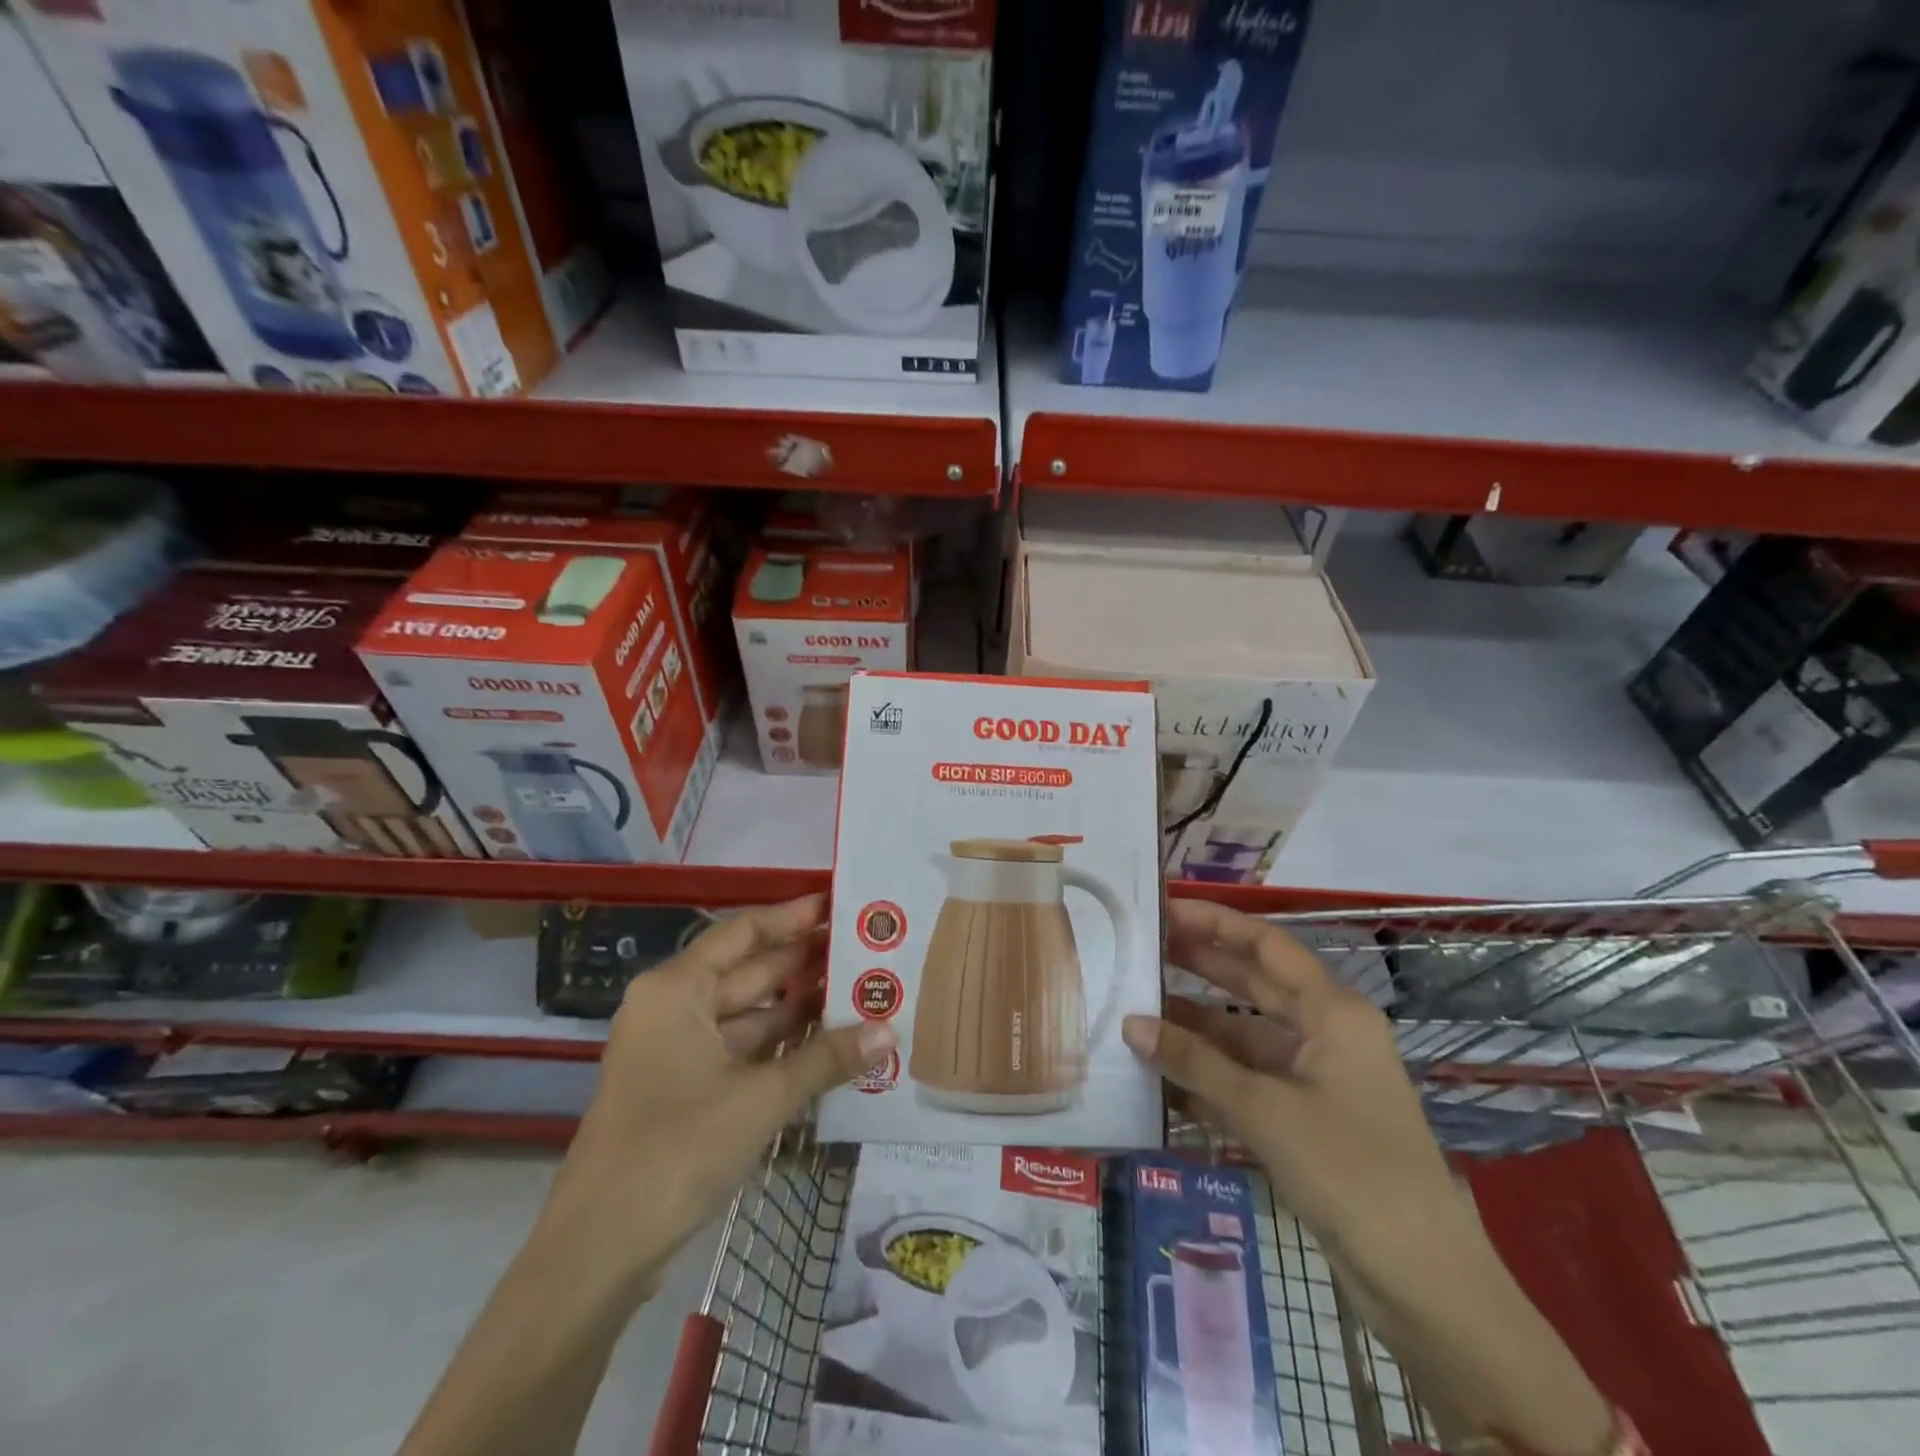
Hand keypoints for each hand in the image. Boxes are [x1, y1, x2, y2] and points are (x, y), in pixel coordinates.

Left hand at [540, 894, 894, 1296]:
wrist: (598, 1251)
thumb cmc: (675, 1150)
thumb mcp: (760, 1098)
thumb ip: (826, 1059)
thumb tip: (889, 1030)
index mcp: (677, 989)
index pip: (744, 932)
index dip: (793, 918)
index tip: (842, 907)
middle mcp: (674, 1008)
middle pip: (749, 970)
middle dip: (806, 963)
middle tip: (866, 950)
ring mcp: (677, 1050)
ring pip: (749, 1014)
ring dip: (800, 1008)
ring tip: (861, 992)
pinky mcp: (684, 1089)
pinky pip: (742, 1050)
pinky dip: (782, 1046)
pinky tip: (830, 1044)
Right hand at [1125, 900, 1614, 1455]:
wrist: (1423, 1283)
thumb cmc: (1351, 1171)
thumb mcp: (1265, 1111)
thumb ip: (1195, 1063)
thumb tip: (1130, 1023)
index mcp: (1333, 1012)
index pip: (1266, 945)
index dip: (1215, 922)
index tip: (1163, 909)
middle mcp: (1325, 1032)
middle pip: (1254, 983)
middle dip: (1199, 965)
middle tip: (1140, 948)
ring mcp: (1315, 1076)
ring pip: (1245, 1035)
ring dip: (1196, 1025)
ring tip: (1136, 1007)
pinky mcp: (1305, 1117)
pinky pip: (1247, 1078)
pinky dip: (1208, 1073)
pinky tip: (1162, 1070)